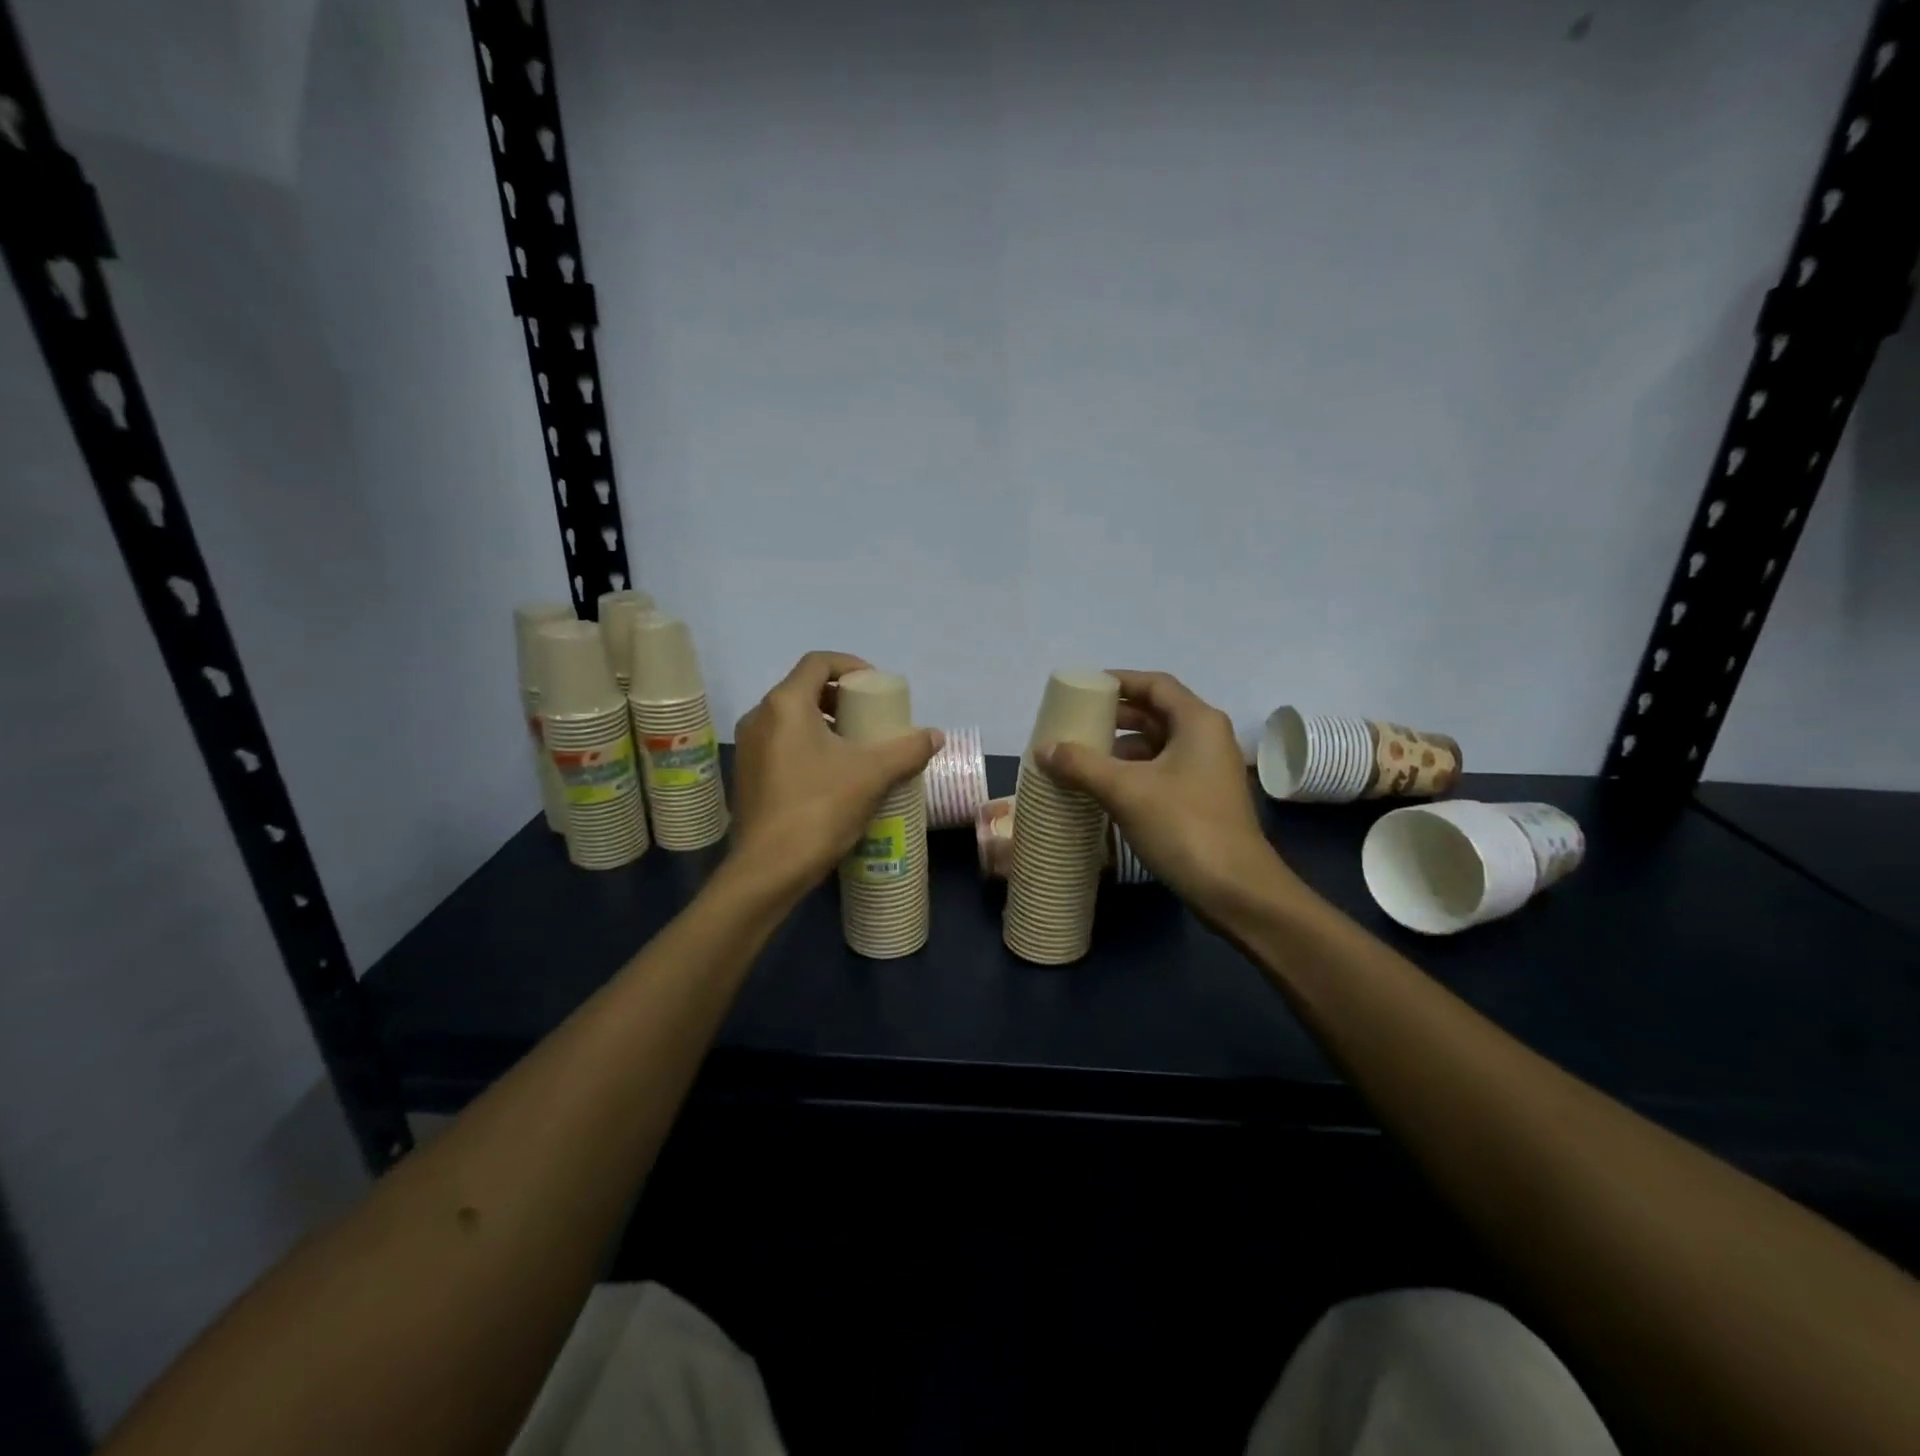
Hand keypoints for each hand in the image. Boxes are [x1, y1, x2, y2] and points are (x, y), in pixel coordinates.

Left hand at [730, 652, 942, 896]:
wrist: (768, 869)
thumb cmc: (819, 809)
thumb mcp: (872, 775)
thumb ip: (907, 750)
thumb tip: (935, 736)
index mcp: (785, 705)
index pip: (818, 662)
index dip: (851, 666)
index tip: (876, 687)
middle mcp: (759, 717)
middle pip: (804, 689)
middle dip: (841, 699)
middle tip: (871, 719)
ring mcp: (749, 748)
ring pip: (792, 719)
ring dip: (826, 725)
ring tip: (858, 749)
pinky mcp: (748, 776)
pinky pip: (782, 745)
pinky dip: (809, 746)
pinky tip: (834, 776)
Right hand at [1038, 670, 1294, 919]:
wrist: (1235, 889)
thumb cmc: (1184, 827)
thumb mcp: (1126, 791)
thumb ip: (1082, 764)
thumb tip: (1043, 748)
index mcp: (1197, 722)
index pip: (1155, 685)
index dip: (1120, 681)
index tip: (1085, 688)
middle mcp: (1207, 738)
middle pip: (1156, 714)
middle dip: (1115, 717)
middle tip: (1076, 724)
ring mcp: (1207, 771)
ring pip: (1158, 747)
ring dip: (1121, 749)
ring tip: (1081, 758)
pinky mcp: (1202, 800)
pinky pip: (1161, 773)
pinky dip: (1133, 774)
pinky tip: (1104, 789)